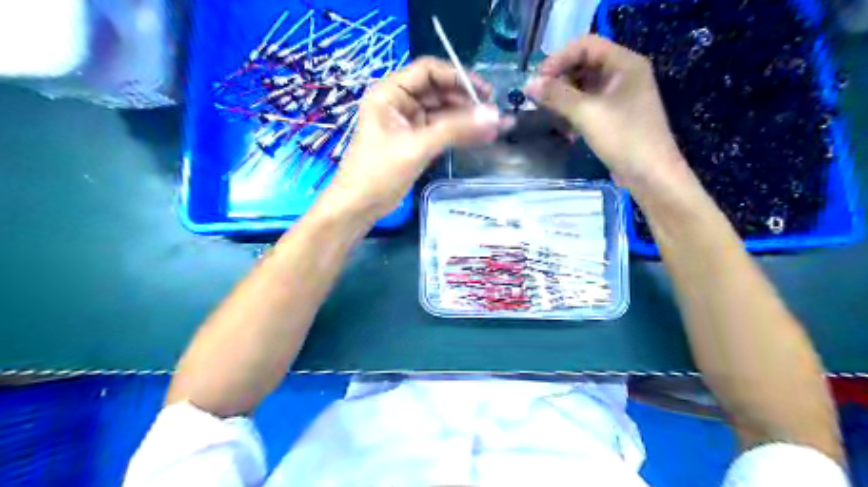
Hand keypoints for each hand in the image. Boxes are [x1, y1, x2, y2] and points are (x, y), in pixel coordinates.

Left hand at [324, 54, 510, 219]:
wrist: (359, 206)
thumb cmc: (378, 172)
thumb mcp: (416, 147)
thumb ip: (455, 130)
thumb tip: (494, 116)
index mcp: (390, 93)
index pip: (428, 71)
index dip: (457, 76)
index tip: (484, 92)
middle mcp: (399, 102)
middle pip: (438, 90)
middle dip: (465, 100)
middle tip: (492, 112)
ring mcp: (408, 123)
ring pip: (443, 112)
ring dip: (466, 118)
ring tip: (493, 126)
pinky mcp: (416, 141)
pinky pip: (442, 130)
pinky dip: (460, 133)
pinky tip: (481, 136)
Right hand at [526, 34, 688, 189]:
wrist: (650, 175)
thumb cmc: (623, 138)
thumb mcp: (587, 113)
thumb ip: (557, 95)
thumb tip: (529, 85)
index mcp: (625, 63)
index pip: (586, 45)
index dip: (559, 58)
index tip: (538, 79)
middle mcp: (623, 74)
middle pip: (584, 64)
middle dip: (559, 78)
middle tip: (538, 97)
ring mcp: (619, 96)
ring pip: (584, 86)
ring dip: (563, 97)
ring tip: (546, 112)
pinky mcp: (614, 116)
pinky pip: (588, 104)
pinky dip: (573, 111)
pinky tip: (562, 127)